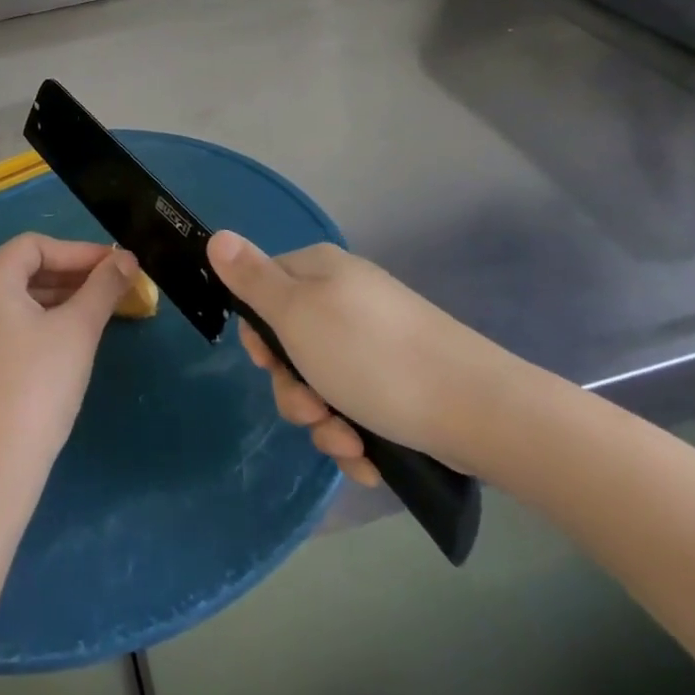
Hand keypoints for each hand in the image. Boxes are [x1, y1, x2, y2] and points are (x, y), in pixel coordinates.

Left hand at [0, 234, 135, 499]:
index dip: (79, 251)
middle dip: (71, 274)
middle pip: (24, 268)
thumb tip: (127, 257)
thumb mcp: (78, 331)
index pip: (36, 245)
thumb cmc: (37, 388)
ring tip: (99, 309)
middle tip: (113, 285)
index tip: (116, 265)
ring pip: (16, 297)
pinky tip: (68, 338)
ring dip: (58, 297)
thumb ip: (104, 286)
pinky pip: (6, 322)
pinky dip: (38, 320)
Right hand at [209, 233, 525, 482]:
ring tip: (349, 445)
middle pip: (292, 345)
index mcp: (321, 272)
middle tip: (313, 409)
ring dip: (325, 423)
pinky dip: (357, 437)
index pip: (264, 288)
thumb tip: (216, 236)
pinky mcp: (401, 383)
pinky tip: (369, 459)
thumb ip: (252, 279)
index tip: (268, 362)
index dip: (259, 332)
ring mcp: (377, 343)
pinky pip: (358, 409)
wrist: (477, 409)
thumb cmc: (373, 356)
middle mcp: (348, 300)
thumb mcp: (297, 314)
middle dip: (295, 390)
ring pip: (323, 385)